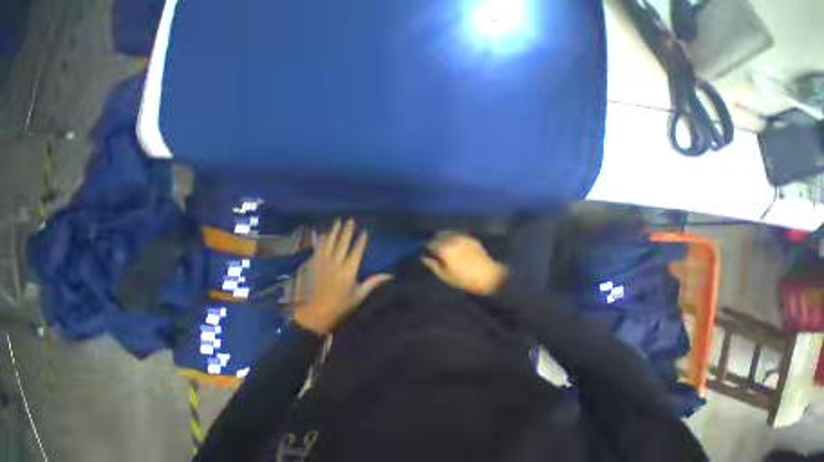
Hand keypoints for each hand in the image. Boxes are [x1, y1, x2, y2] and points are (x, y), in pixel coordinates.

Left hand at [295, 219, 391, 334]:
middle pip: (343, 242)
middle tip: (350, 220)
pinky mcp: (313, 265)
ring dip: (334, 231)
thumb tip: (390, 275)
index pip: (357, 250)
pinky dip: (321, 240)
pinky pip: (318, 248)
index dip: (361, 240)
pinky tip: (322, 233)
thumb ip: (373, 283)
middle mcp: (336, 262)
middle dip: (347, 230)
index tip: (364, 231)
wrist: (313, 315)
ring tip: (337, 221)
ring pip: (329, 242)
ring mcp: (323, 262)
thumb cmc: (340, 306)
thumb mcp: (359, 296)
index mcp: (349, 270)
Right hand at [422, 233, 506, 295]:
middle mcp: (452, 239)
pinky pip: (457, 234)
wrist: (489, 276)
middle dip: (435, 241)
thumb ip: (432, 265)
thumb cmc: (464, 279)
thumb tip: (423, 257)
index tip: (428, 253)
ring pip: (448, 233)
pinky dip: (452, 237)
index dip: (427, 248)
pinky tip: (455, 245)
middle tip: (435, 250)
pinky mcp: (470, 238)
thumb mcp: (445, 276)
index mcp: (444, 249)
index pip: (430, 243)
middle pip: (438, 235)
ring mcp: (462, 237)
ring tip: (445, 246)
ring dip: (443, 238)